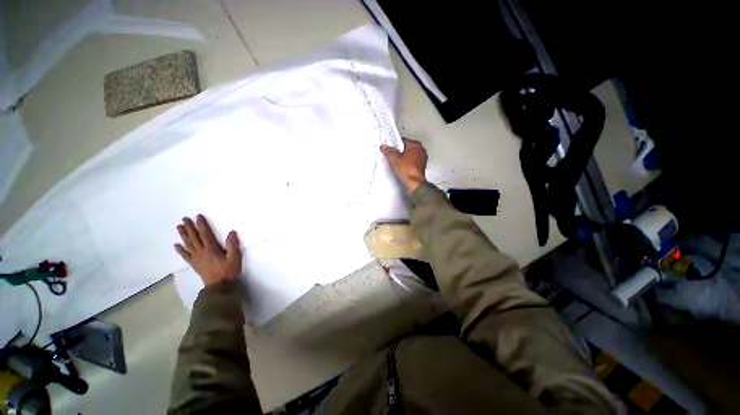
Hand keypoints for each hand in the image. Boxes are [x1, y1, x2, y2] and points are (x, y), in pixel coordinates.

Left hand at [175, 215, 241, 286]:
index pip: (205, 234)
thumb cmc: (228, 271)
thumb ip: (233, 245)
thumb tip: (231, 232)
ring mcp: (196, 258)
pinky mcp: (194, 264)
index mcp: (211, 249)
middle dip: (189, 227)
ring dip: (183, 235)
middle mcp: (201, 252)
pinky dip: (181, 250)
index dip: (202, 225)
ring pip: (188, 245)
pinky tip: (176, 245)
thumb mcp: (235, 257)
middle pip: (194, 238)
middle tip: (184, 219)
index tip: (198, 216)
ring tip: (179, 227)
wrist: (219, 286)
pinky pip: (186, 256)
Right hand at [381, 138, 427, 192]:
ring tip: (396, 164)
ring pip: (409, 156)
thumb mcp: (394, 159)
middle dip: (399, 152)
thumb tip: (384, 147)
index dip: (395, 145)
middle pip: (407, 149)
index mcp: (416, 145)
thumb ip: (388, 152)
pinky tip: (401, 169)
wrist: (414, 184)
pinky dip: (406, 165)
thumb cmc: (409, 172)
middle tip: (392, 156)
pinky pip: (411, 164)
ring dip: (403, 159)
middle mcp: (421, 151)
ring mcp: (422, 160)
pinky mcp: (421, 168)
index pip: (403, 141)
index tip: (390, 148)